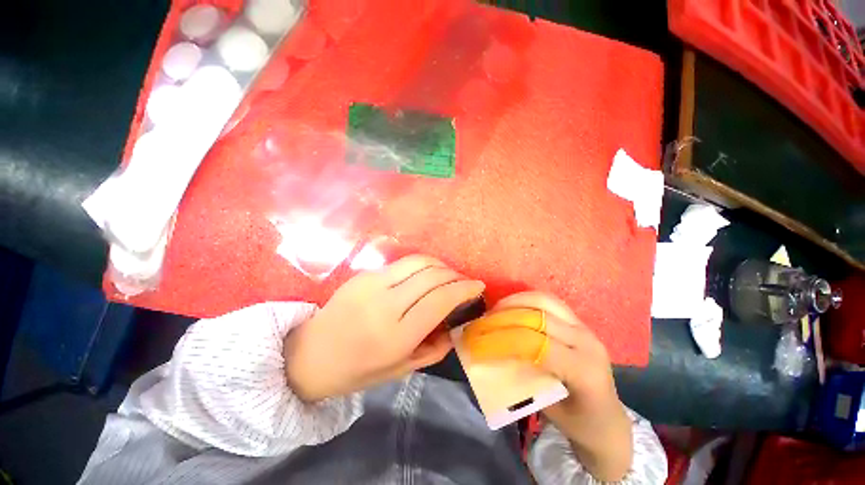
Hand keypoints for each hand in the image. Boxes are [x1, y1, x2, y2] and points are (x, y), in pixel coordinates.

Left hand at [284, 255, 484, 401]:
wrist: (310, 353)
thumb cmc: (357, 370)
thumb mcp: (400, 370)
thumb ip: (434, 349)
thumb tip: (455, 327)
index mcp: (395, 335)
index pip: (439, 300)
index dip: (463, 289)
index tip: (477, 285)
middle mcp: (384, 304)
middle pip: (431, 275)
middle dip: (454, 274)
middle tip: (462, 281)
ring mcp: (371, 284)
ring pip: (417, 262)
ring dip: (439, 264)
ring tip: (446, 274)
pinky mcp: (363, 274)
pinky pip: (400, 265)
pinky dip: (420, 267)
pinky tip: (423, 276)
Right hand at [493, 292, 632, 481]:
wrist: (610, 422)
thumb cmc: (579, 423)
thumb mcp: (546, 408)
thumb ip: (521, 378)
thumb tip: (491, 356)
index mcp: (583, 370)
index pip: (538, 344)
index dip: (505, 340)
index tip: (481, 341)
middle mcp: (587, 342)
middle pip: (539, 317)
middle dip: (506, 316)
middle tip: (484, 321)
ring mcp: (585, 328)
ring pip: (545, 301)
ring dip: (516, 301)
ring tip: (495, 309)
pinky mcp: (579, 322)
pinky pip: (549, 302)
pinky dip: (527, 300)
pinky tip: (512, 306)